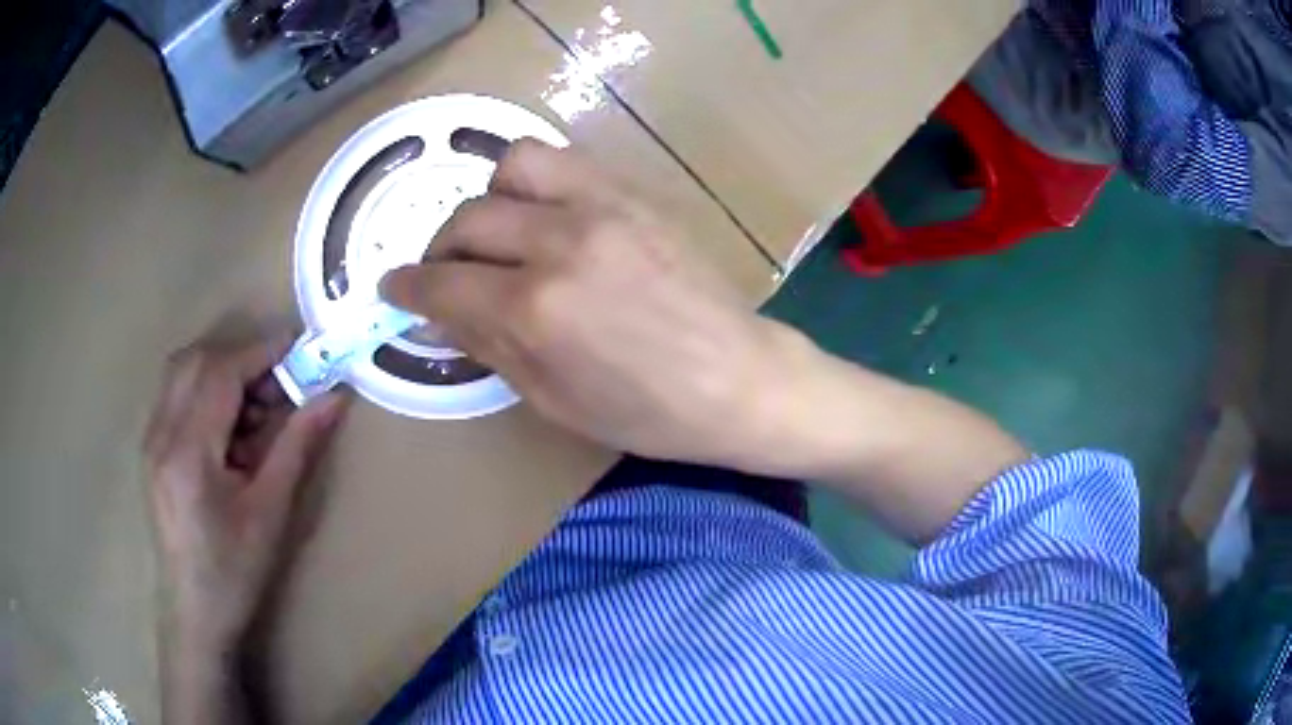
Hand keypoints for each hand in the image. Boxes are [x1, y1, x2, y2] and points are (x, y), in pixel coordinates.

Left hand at [144, 331, 346, 651]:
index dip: (262, 351)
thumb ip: (297, 446)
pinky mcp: (151, 449)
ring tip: (256, 412)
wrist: (194, 613)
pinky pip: (177, 395)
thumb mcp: (271, 513)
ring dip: (223, 372)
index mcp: (189, 451)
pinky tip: (229, 432)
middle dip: (243, 358)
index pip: (221, 373)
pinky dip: (207, 392)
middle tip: (280, 385)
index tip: (301, 348)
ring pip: (183, 372)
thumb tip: (332, 397)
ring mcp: (151, 439)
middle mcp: (161, 433)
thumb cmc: (235, 571)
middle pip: (197, 360)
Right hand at [381, 140, 783, 464]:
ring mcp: (602, 206)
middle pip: (466, 220)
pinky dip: (533, 183)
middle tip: (445, 276)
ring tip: (495, 235)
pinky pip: (563, 161)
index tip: (393, 290)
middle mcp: (560, 243)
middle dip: (438, 250)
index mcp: (536, 311)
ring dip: (486, 199)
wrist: (740, 379)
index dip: (406, 289)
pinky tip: (540, 216)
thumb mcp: (552, 400)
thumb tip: (436, 314)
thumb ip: (486, 346)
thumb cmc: (648, 413)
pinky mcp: (634, 194)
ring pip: (512, 165)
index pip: (442, 285)